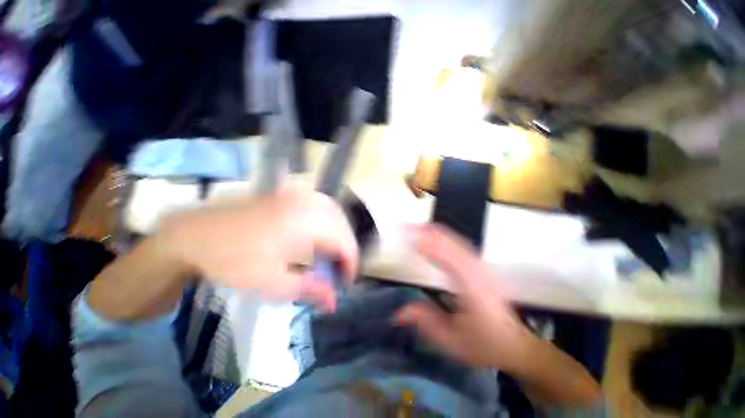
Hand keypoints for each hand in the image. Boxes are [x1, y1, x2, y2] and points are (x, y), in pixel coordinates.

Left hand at [160, 188, 358, 310]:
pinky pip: (323, 204)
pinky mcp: (293, 194)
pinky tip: (323, 232)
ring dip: (340, 234)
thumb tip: (334, 303)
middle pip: (344, 227)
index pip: (346, 243)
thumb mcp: (273, 282)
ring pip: (336, 213)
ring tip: (333, 254)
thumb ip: (310, 289)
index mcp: (307, 224)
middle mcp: (310, 204)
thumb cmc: (232, 259)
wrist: (195, 232)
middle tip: (337, 271)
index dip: (350, 264)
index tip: (344, 283)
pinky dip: (330, 220)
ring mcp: (301, 195)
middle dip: (346, 250)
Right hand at [395, 224, 538, 372]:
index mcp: (472, 288)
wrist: (513, 343)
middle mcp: (478, 272)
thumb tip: (399, 312)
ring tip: (416, 227)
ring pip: (456, 240)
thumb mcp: (452, 341)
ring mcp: (481, 266)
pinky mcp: (480, 266)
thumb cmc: (483, 343)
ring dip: (434, 231)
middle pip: (451, 242)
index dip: (426, 244)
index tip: (408, 237)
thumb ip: (425, 322)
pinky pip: (460, 244)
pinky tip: (434, 235)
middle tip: (406, 227)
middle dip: (427, 232)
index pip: (447, 258)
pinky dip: (444, 236)